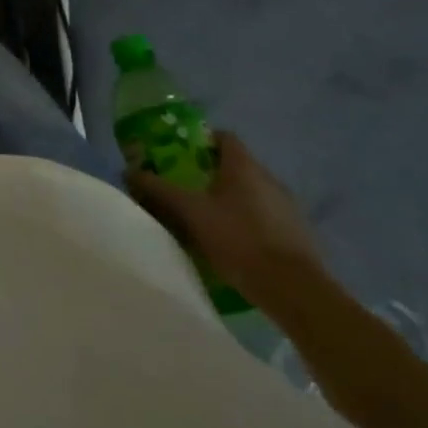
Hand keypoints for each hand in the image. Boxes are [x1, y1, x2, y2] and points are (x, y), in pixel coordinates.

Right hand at [128, 131, 324, 307]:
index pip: (223, 137)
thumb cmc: (239, 239)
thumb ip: (159, 190)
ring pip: (251, 193)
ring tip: (206, 221)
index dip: (200, 142)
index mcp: (244, 166)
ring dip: (230, 201)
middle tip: (186, 190)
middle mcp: (269, 178)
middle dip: (210, 175)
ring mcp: (288, 207)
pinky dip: (248, 223)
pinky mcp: (298, 235)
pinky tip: (233, 245)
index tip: (180, 157)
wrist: (294, 290)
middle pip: (235, 166)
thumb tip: (129, 171)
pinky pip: (265, 217)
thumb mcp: (190, 213)